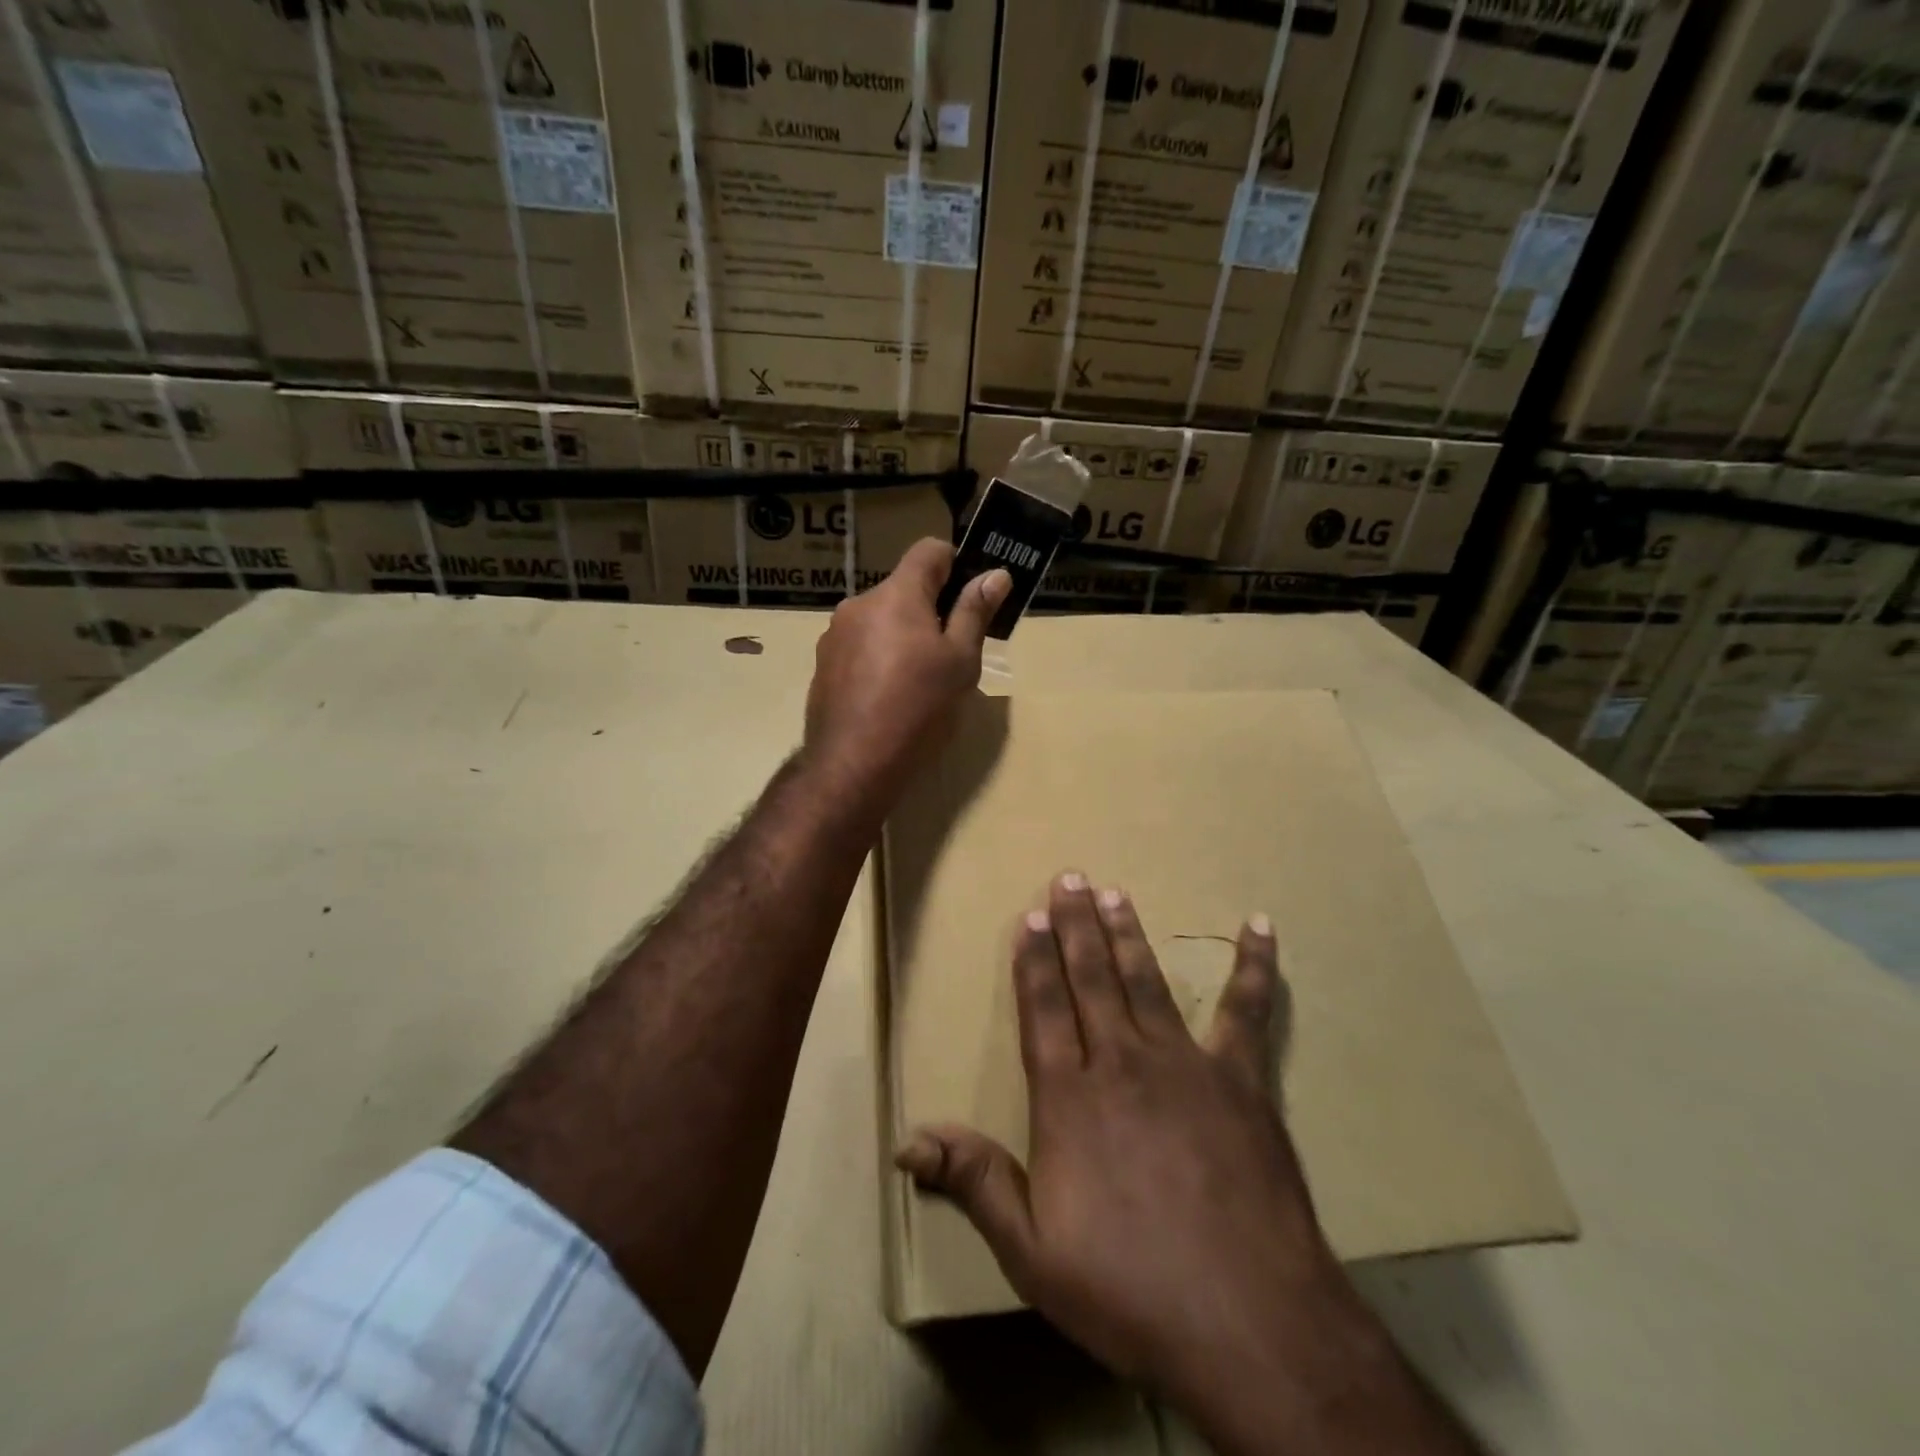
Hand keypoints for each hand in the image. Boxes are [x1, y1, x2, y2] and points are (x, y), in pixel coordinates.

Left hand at [803, 538, 1008, 815]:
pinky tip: (888, 696)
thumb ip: (975, 613)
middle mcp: (859, 604)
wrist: (853, 764)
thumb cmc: (919, 708)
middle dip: (929, 609)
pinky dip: (878, 658)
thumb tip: (996, 574)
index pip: (929, 550)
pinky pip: (859, 646)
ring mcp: (835, 636)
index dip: (955, 564)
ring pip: (880, 619)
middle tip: (951, 652)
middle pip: (903, 589)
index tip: (970, 596)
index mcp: (896, 595)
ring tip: (918, 680)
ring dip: (902, 635)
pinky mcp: (823, 666)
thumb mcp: (960, 662)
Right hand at [897, 875, 1371, 1429]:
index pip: (1044, 1010)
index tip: (1032, 916)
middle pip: (1092, 980)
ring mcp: (1185, 1065)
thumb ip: (975, 1183)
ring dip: (1129, 935)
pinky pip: (1246, 1012)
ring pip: (1147, 982)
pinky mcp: (1242, 1080)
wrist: (1250, 1324)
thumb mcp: (1033, 1254)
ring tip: (1116, 894)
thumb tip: (908, 1141)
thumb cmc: (1131, 1290)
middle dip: (1077, 926)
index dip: (1035, 960)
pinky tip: (1259, 926)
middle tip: (1070, 877)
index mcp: (1070, 1099)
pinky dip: (1253, 967)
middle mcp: (1122, 1064)